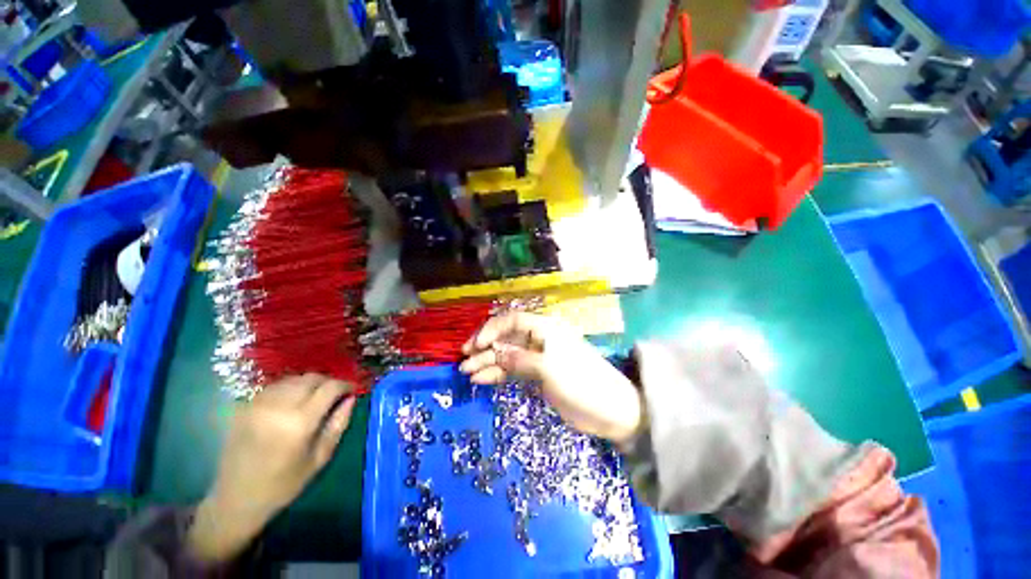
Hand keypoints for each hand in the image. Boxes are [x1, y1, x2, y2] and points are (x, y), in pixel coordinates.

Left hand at [187, 374, 356, 562]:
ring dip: (309, 384)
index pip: (330, 387)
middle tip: (335, 395)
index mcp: (300, 422)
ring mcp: (259, 404)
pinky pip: (276, 386)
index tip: (352, 390)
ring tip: (314, 398)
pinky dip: (291, 388)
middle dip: (328, 382)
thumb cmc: (283, 484)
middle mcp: (279, 406)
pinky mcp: (245, 406)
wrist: (235, 499)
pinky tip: (293, 402)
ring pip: (294, 379)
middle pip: (312, 378)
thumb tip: (351, 398)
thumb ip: (338, 424)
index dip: (345, 385)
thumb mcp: (320, 458)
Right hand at [459, 313, 643, 446]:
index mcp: (546, 329)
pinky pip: (513, 370)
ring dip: (488, 362)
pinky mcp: (538, 374)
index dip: (493, 329)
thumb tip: (494, 352)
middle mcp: (540, 339)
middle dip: (485, 346)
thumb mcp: (549, 368)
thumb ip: (520, 359)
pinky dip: (498, 374)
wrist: (610, 410)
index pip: (513, 321)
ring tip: (466, 372)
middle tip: (464, 358)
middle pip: (507, 337)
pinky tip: (481, 380)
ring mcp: (538, 357)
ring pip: (508, 355)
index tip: (476, 344)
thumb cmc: (582, 382)